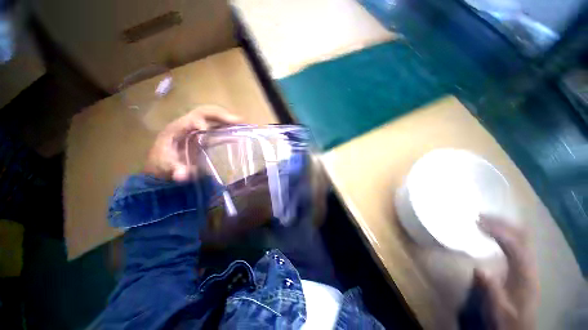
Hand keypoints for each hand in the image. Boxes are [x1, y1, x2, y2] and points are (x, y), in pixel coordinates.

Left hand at [144, 105, 240, 180]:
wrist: (162, 164)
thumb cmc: (163, 164)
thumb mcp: (166, 168)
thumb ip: (175, 170)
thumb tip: (182, 176)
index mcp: (177, 128)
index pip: (191, 119)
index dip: (201, 122)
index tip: (209, 130)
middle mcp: (188, 124)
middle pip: (205, 112)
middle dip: (221, 115)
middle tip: (238, 121)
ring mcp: (197, 128)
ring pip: (213, 117)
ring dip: (227, 119)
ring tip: (242, 123)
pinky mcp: (204, 134)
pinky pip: (217, 126)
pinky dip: (228, 127)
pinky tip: (237, 130)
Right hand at [474, 216, 538, 329]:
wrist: (519, 328)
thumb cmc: (506, 319)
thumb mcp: (497, 309)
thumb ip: (491, 290)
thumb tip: (479, 268)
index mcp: (524, 274)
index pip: (515, 245)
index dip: (498, 231)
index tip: (477, 222)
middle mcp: (529, 265)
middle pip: (522, 236)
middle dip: (502, 223)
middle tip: (479, 216)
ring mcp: (528, 265)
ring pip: (521, 237)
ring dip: (503, 225)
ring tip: (483, 219)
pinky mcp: (523, 266)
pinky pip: (517, 243)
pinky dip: (505, 233)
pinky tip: (492, 233)